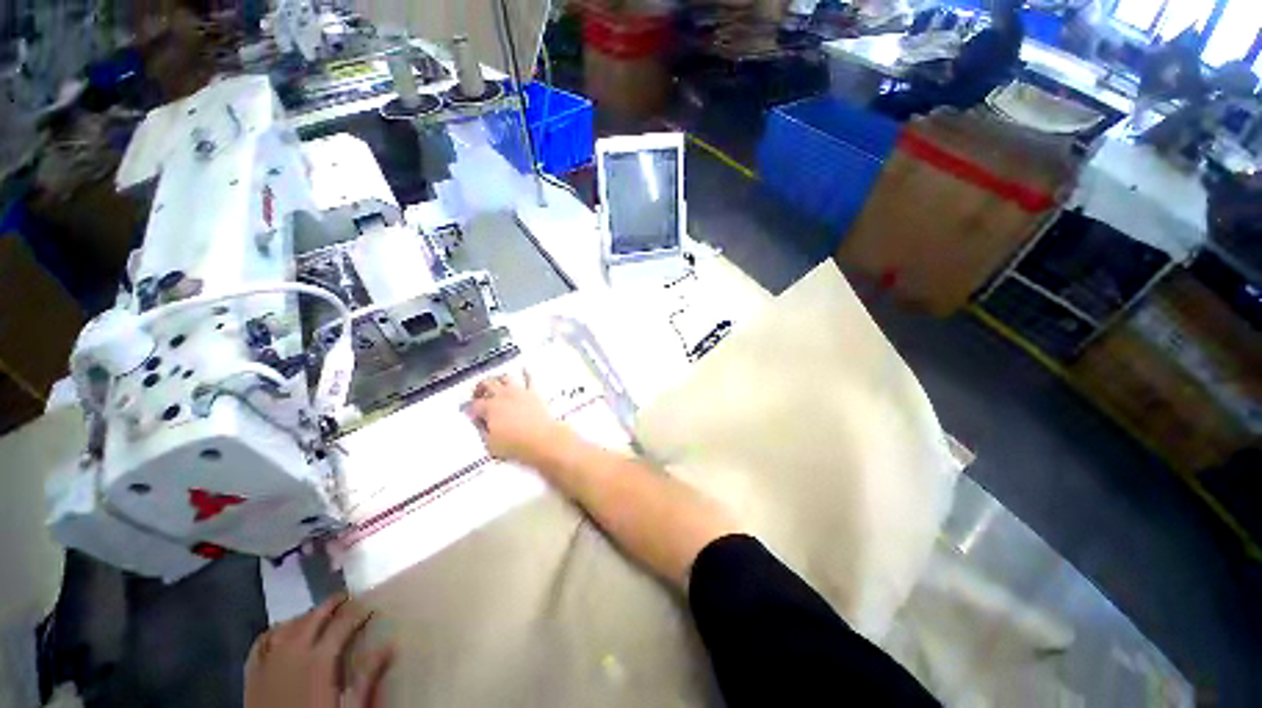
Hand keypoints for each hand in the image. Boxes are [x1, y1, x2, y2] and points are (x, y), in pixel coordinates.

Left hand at [245, 594, 393, 707]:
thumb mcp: (349, 706)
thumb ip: (367, 676)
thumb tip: (390, 645)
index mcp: (320, 658)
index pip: (343, 623)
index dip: (358, 612)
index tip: (369, 607)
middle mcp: (294, 651)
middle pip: (315, 616)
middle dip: (333, 604)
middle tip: (347, 598)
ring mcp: (270, 660)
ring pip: (289, 625)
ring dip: (306, 616)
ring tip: (318, 615)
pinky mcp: (253, 671)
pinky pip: (262, 641)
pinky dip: (275, 631)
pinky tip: (282, 631)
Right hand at [468, 374, 573, 467]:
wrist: (543, 440)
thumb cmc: (518, 445)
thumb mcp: (490, 445)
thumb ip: (481, 431)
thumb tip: (479, 425)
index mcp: (490, 408)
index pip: (473, 405)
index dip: (468, 409)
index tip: (468, 412)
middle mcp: (503, 396)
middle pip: (486, 384)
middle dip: (479, 388)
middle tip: (477, 394)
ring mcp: (519, 392)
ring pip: (505, 377)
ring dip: (498, 378)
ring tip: (495, 382)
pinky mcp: (534, 393)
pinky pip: (529, 377)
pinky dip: (525, 372)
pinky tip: (524, 368)